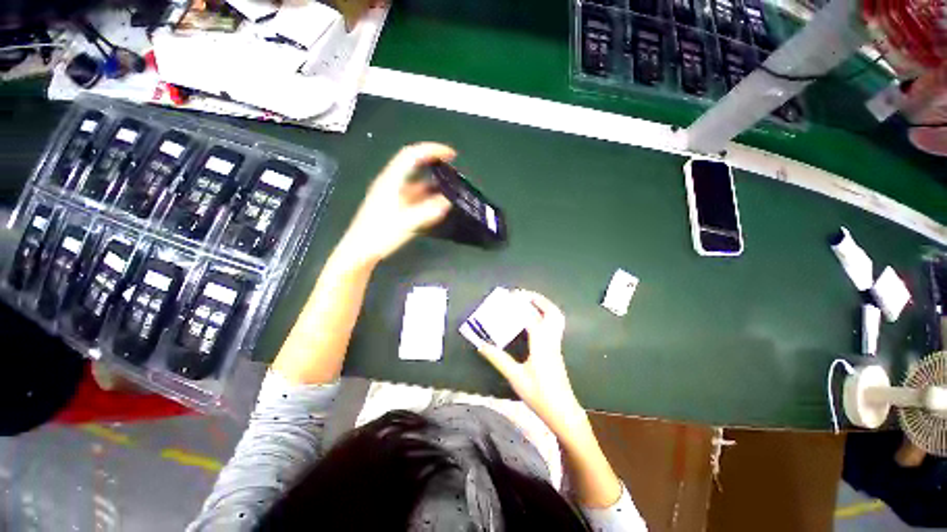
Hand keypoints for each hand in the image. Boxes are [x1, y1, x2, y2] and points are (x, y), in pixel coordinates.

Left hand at [339, 143, 455, 264]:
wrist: (360, 251)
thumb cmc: (378, 235)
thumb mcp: (405, 223)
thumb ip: (427, 212)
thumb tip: (447, 202)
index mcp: (391, 181)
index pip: (411, 155)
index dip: (432, 150)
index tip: (451, 155)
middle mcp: (392, 183)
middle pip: (414, 165)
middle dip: (434, 163)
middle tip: (453, 170)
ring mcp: (393, 194)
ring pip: (415, 181)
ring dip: (432, 181)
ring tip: (450, 187)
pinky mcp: (395, 205)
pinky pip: (415, 195)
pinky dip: (428, 195)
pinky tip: (437, 204)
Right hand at [477, 290, 585, 435]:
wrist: (563, 412)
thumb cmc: (539, 395)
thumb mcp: (516, 377)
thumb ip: (498, 359)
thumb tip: (482, 345)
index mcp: (541, 344)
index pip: (532, 317)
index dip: (521, 304)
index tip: (510, 296)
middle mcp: (551, 340)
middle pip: (551, 312)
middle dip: (538, 299)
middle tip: (523, 294)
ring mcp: (556, 344)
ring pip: (556, 318)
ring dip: (543, 306)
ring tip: (529, 302)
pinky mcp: (556, 350)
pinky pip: (554, 325)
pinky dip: (545, 315)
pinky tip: (534, 320)